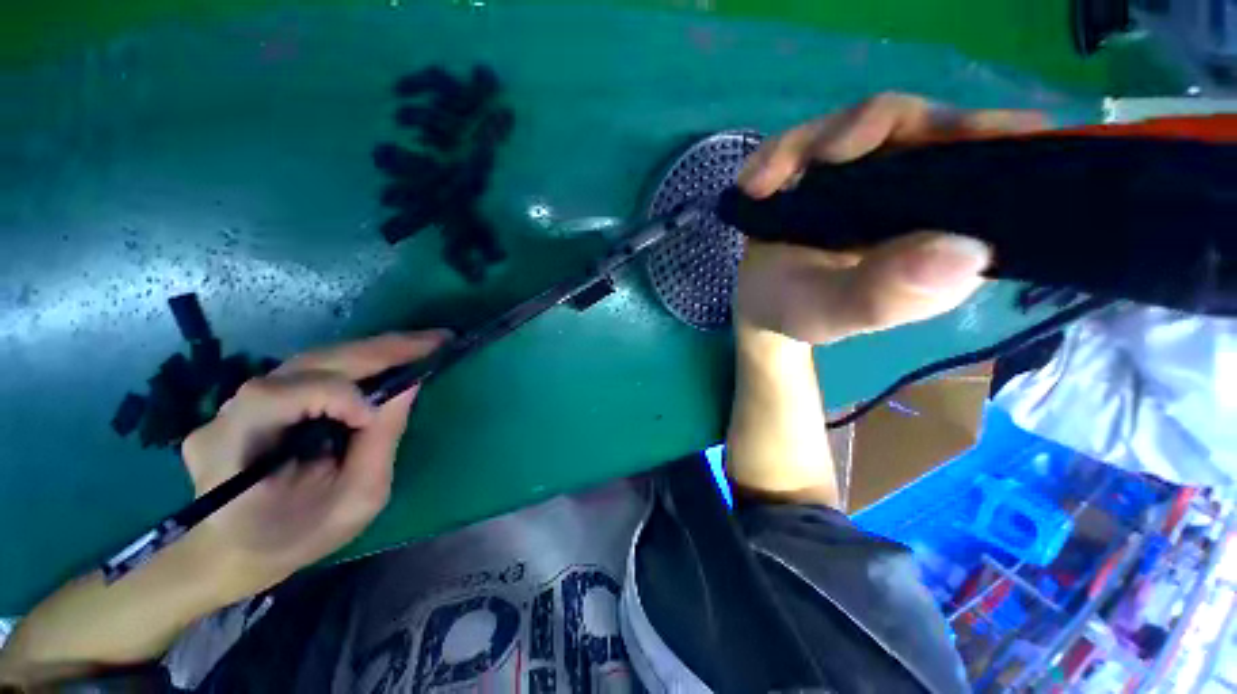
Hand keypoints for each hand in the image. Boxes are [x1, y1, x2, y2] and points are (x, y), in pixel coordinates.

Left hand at [180, 331, 449, 588]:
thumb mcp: (349, 505)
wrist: (236, 550)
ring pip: (314, 360)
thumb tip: (408, 387)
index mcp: (232, 449)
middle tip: (435, 340)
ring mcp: (242, 401)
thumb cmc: (293, 539)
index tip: (376, 417)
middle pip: (307, 363)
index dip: (335, 395)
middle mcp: (228, 413)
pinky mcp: (263, 398)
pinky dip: (360, 362)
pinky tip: (391, 360)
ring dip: (374, 351)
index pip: (279, 396)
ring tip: (420, 345)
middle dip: (378, 350)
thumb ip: (378, 444)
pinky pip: (317, 370)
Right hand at [734, 92, 1047, 343]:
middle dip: (874, 128)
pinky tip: (753, 184)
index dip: (991, 142)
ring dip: (810, 143)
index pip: (998, 171)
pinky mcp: (834, 164)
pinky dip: (781, 153)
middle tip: (825, 154)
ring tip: (761, 183)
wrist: (759, 301)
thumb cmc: (799, 313)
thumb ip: (883, 297)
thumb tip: (965, 253)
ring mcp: (877, 172)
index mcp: (948, 234)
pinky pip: (816, 136)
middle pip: (929, 125)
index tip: (958, 137)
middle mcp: (924, 193)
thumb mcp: (833, 315)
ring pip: (867, 122)